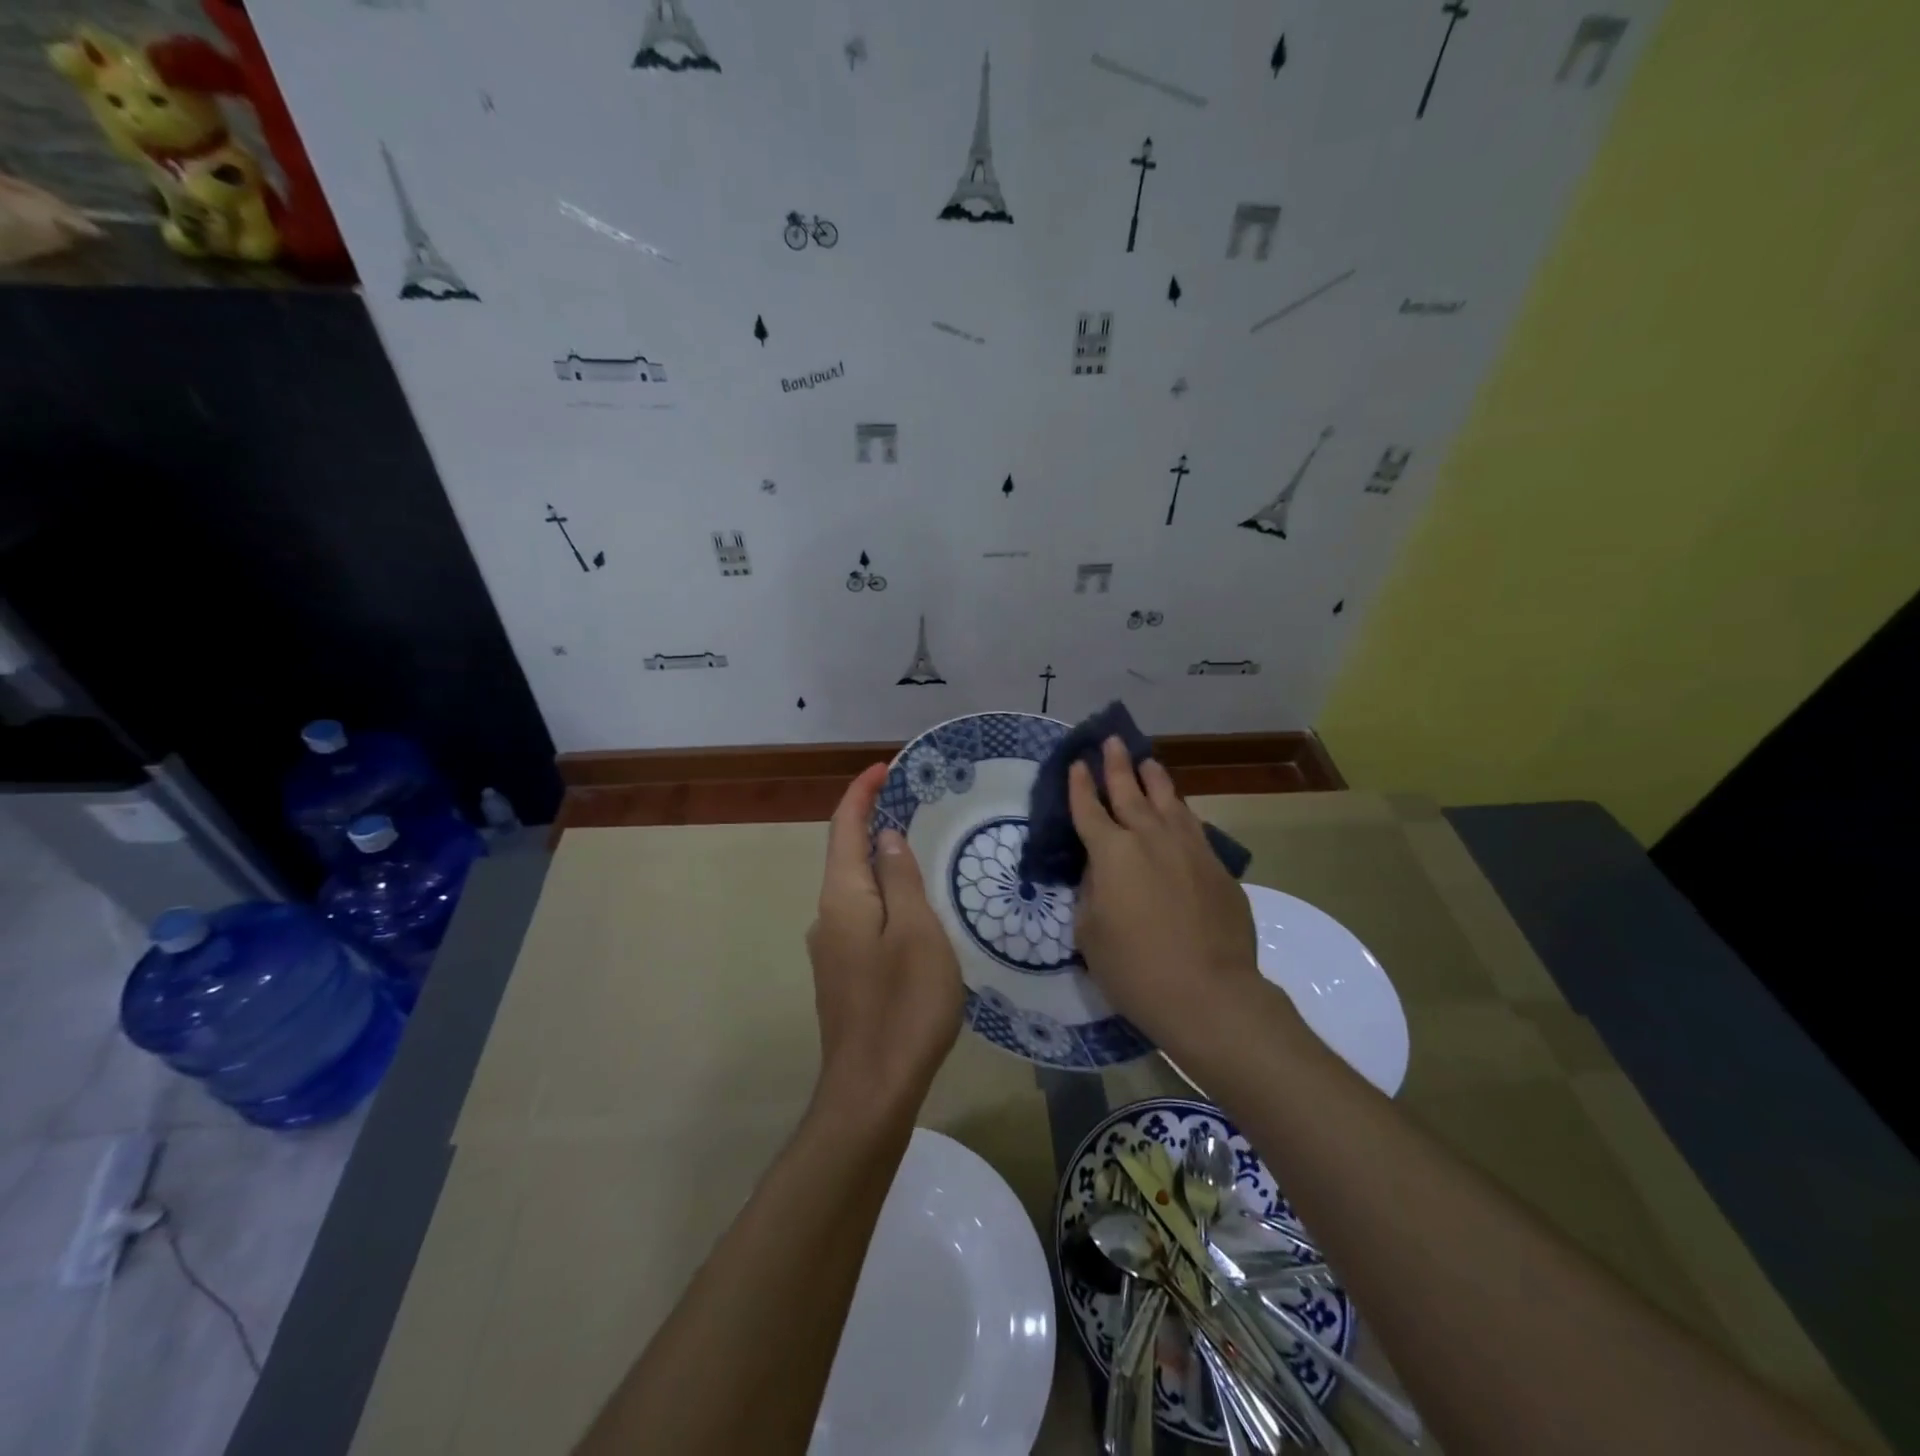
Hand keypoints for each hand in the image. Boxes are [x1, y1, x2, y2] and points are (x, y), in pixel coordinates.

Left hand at [806, 764, 963, 1113]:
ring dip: (879, 862)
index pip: (845, 828)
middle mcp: (827, 916)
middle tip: (911, 805)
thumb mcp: (916, 930)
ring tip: (918, 851)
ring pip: (855, 889)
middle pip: (846, 855)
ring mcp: (831, 949)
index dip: (860, 793)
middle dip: (871, 823)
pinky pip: (862, 917)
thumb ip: (900, 878)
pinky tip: (911, 910)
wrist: (872, 1089)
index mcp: (842, 898)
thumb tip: (884, 837)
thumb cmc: (904, 1003)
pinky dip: (883, 896)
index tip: (883, 767)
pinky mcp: (842, 975)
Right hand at [1069, 738, 1260, 1049]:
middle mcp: (1149, 838)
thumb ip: (1090, 892)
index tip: (1077, 763)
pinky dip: (1180, 810)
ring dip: (1154, 779)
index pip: (1089, 809)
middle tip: (1111, 740)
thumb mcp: (1090, 934)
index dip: (1080, 785)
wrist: (1209, 993)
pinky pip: (1193, 826)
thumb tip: (1100, 871)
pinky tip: (1179, 808)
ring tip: (1147, 761)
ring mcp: (1188, 848)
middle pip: (1130, 791)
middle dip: (1117, 765)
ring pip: (1168, 801)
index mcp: (1111, 853)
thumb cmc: (1135, 969)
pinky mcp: (1216, 866)